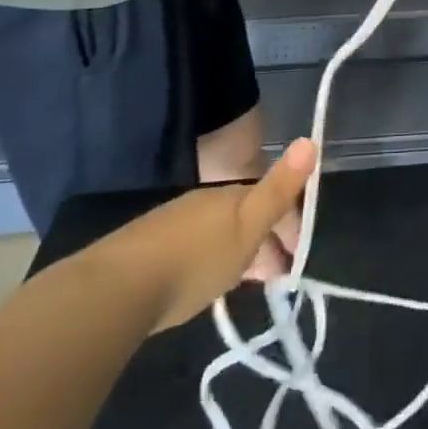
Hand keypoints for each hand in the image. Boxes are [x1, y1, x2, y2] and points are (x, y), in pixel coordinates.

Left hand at [96, 139, 316, 333]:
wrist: (117, 289)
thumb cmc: (195, 259)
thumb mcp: (247, 227)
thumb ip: (279, 188)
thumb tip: (310, 139)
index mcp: (230, 195)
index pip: (270, 201)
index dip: (290, 227)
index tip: (297, 260)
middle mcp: (202, 201)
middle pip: (243, 216)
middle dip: (264, 241)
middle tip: (275, 278)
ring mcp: (172, 222)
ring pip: (218, 232)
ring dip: (237, 253)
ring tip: (245, 284)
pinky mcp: (147, 248)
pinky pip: (192, 247)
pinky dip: (209, 261)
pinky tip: (203, 284)